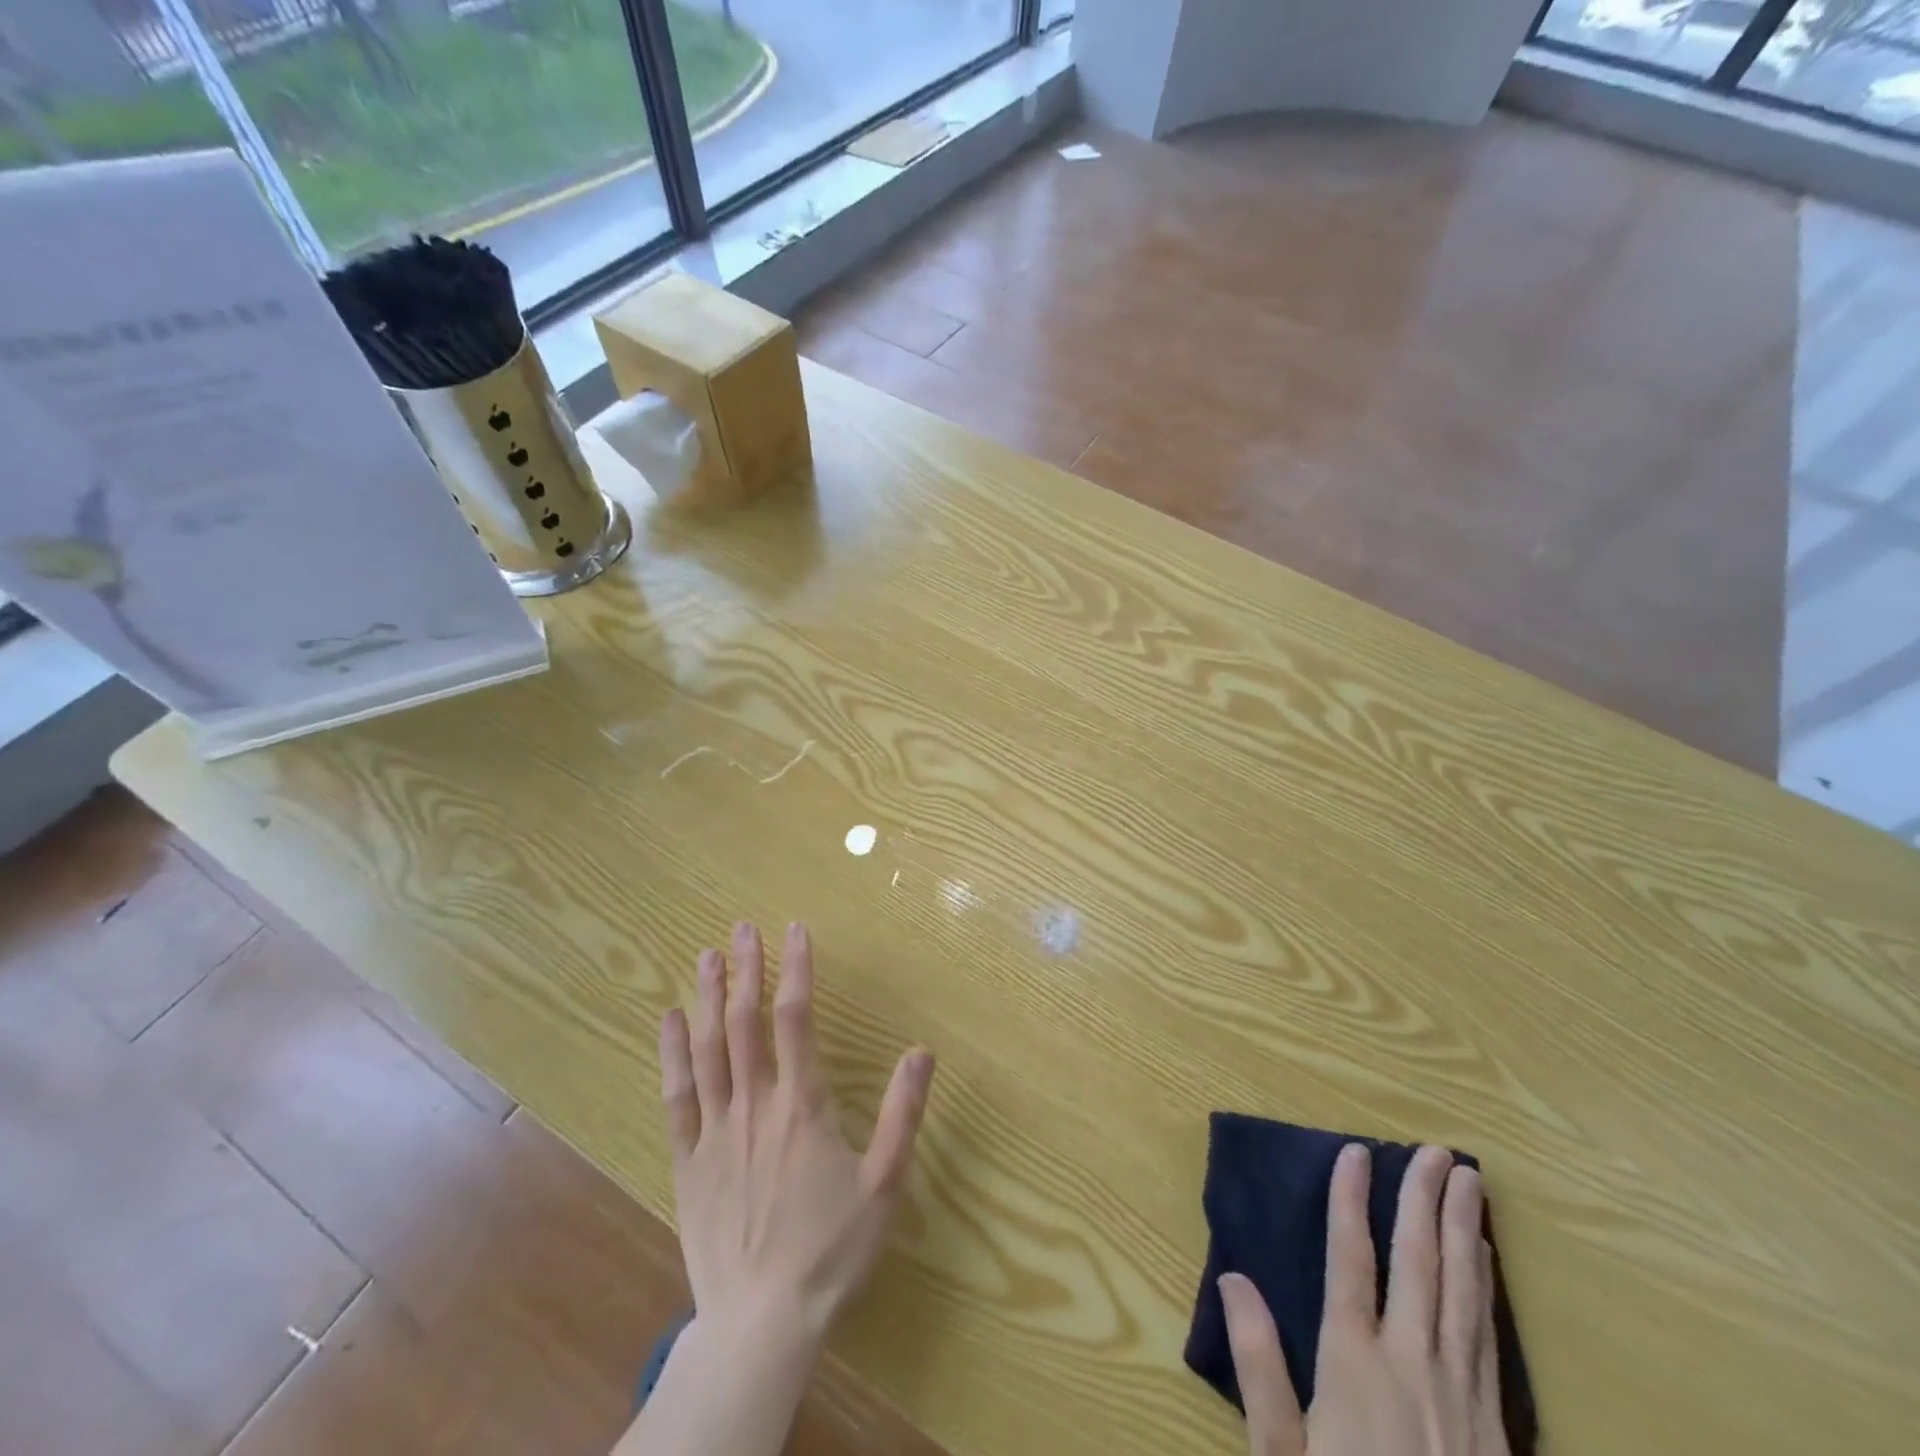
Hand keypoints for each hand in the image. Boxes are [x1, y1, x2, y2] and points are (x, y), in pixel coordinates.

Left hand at [659, 921, 934, 1349]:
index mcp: (802, 1105)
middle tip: (743, 928)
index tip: (794, 930)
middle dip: (746, 970)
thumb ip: (902, 1113)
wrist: (761, 1323)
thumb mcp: (884, 1184)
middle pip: (746, 1022)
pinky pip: (677, 1095)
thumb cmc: (830, 1250)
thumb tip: (922, 1051)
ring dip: (709, 998)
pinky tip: (671, 1019)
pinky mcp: (688, 1160)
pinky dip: (672, 1053)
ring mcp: (716, 1130)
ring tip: (707, 955)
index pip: (796, 1019)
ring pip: (708, 1049)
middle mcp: (755, 1104)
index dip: (796, 969)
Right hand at [1219, 1144, 1508, 1455]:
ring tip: (1469, 1181)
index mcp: (1354, 1363)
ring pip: (1462, 1292)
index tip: (1357, 1152)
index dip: (1351, 1201)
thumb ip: (1259, 1365)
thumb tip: (1233, 1278)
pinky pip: (1487, 1336)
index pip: (1351, 1259)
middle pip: (1419, 1264)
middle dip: (1425, 1200)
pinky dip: (1484, 1285)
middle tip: (1438, 1150)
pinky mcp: (1496, 1428)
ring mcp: (1461, 1394)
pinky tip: (1483, 1257)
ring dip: (1463, 1230)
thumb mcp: (1281, 1455)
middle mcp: (1411, 1363)